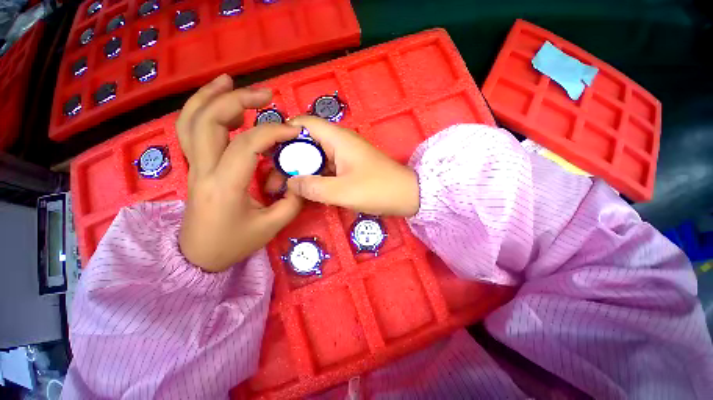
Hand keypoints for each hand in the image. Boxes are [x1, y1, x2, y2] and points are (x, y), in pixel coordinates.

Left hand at [176, 75, 302, 272]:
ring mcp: (194, 166)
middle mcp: (203, 170)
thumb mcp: (272, 226)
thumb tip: (301, 178)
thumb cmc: (234, 243)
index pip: (246, 145)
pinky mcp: (195, 166)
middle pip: (208, 121)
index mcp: (224, 186)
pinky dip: (201, 109)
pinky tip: (218, 101)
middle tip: (266, 95)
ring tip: (231, 81)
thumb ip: (292, 200)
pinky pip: (190, 130)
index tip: (293, 131)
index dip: (272, 132)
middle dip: (237, 100)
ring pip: (191, 120)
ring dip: (210, 96)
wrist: (199, 256)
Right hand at [283, 116, 419, 216]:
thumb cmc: (377, 189)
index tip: (270, 152)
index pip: (304, 124)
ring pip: (317, 157)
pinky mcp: (350, 167)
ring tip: (286, 186)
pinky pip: (327, 168)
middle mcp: (340, 142)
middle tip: (275, 177)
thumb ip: (313, 187)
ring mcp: (346, 155)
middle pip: (307, 142)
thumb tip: (290, 183)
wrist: (407, 195)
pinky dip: (316, 176)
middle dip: (290, 158)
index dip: (284, 133)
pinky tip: (307, 189)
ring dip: (302, 169)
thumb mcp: (342, 191)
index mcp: (338, 139)